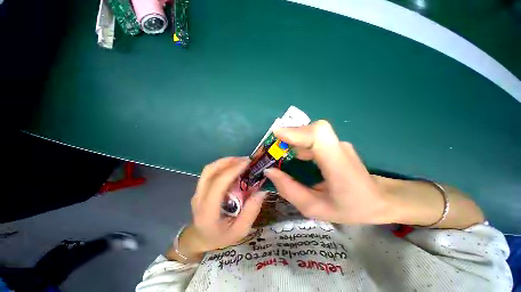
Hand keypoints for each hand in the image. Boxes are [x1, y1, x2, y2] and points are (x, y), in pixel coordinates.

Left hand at [172, 157, 266, 261]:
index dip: (233, 170)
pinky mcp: (200, 188)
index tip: (248, 163)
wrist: (200, 239)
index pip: (218, 183)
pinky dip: (222, 165)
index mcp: (208, 210)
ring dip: (225, 161)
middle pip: (211, 171)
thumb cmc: (220, 237)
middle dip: (229, 161)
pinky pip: (210, 172)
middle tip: (246, 160)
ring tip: (241, 161)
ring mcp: (198, 191)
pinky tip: (233, 167)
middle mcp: (199, 197)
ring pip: (209, 169)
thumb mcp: (240, 231)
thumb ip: (251, 212)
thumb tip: (262, 192)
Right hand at [264, 120, 393, 224]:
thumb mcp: (315, 209)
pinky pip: (311, 138)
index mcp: (339, 167)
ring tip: (277, 153)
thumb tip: (269, 171)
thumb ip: (289, 190)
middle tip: (271, 150)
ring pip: (309, 132)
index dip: (297, 132)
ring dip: (290, 140)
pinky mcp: (333, 144)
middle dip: (288, 136)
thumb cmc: (349, 208)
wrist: (378, 199)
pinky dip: (296, 142)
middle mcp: (339, 148)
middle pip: (311, 130)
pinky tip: (290, 154)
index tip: (276, 135)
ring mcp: (337, 143)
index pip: (319, 136)